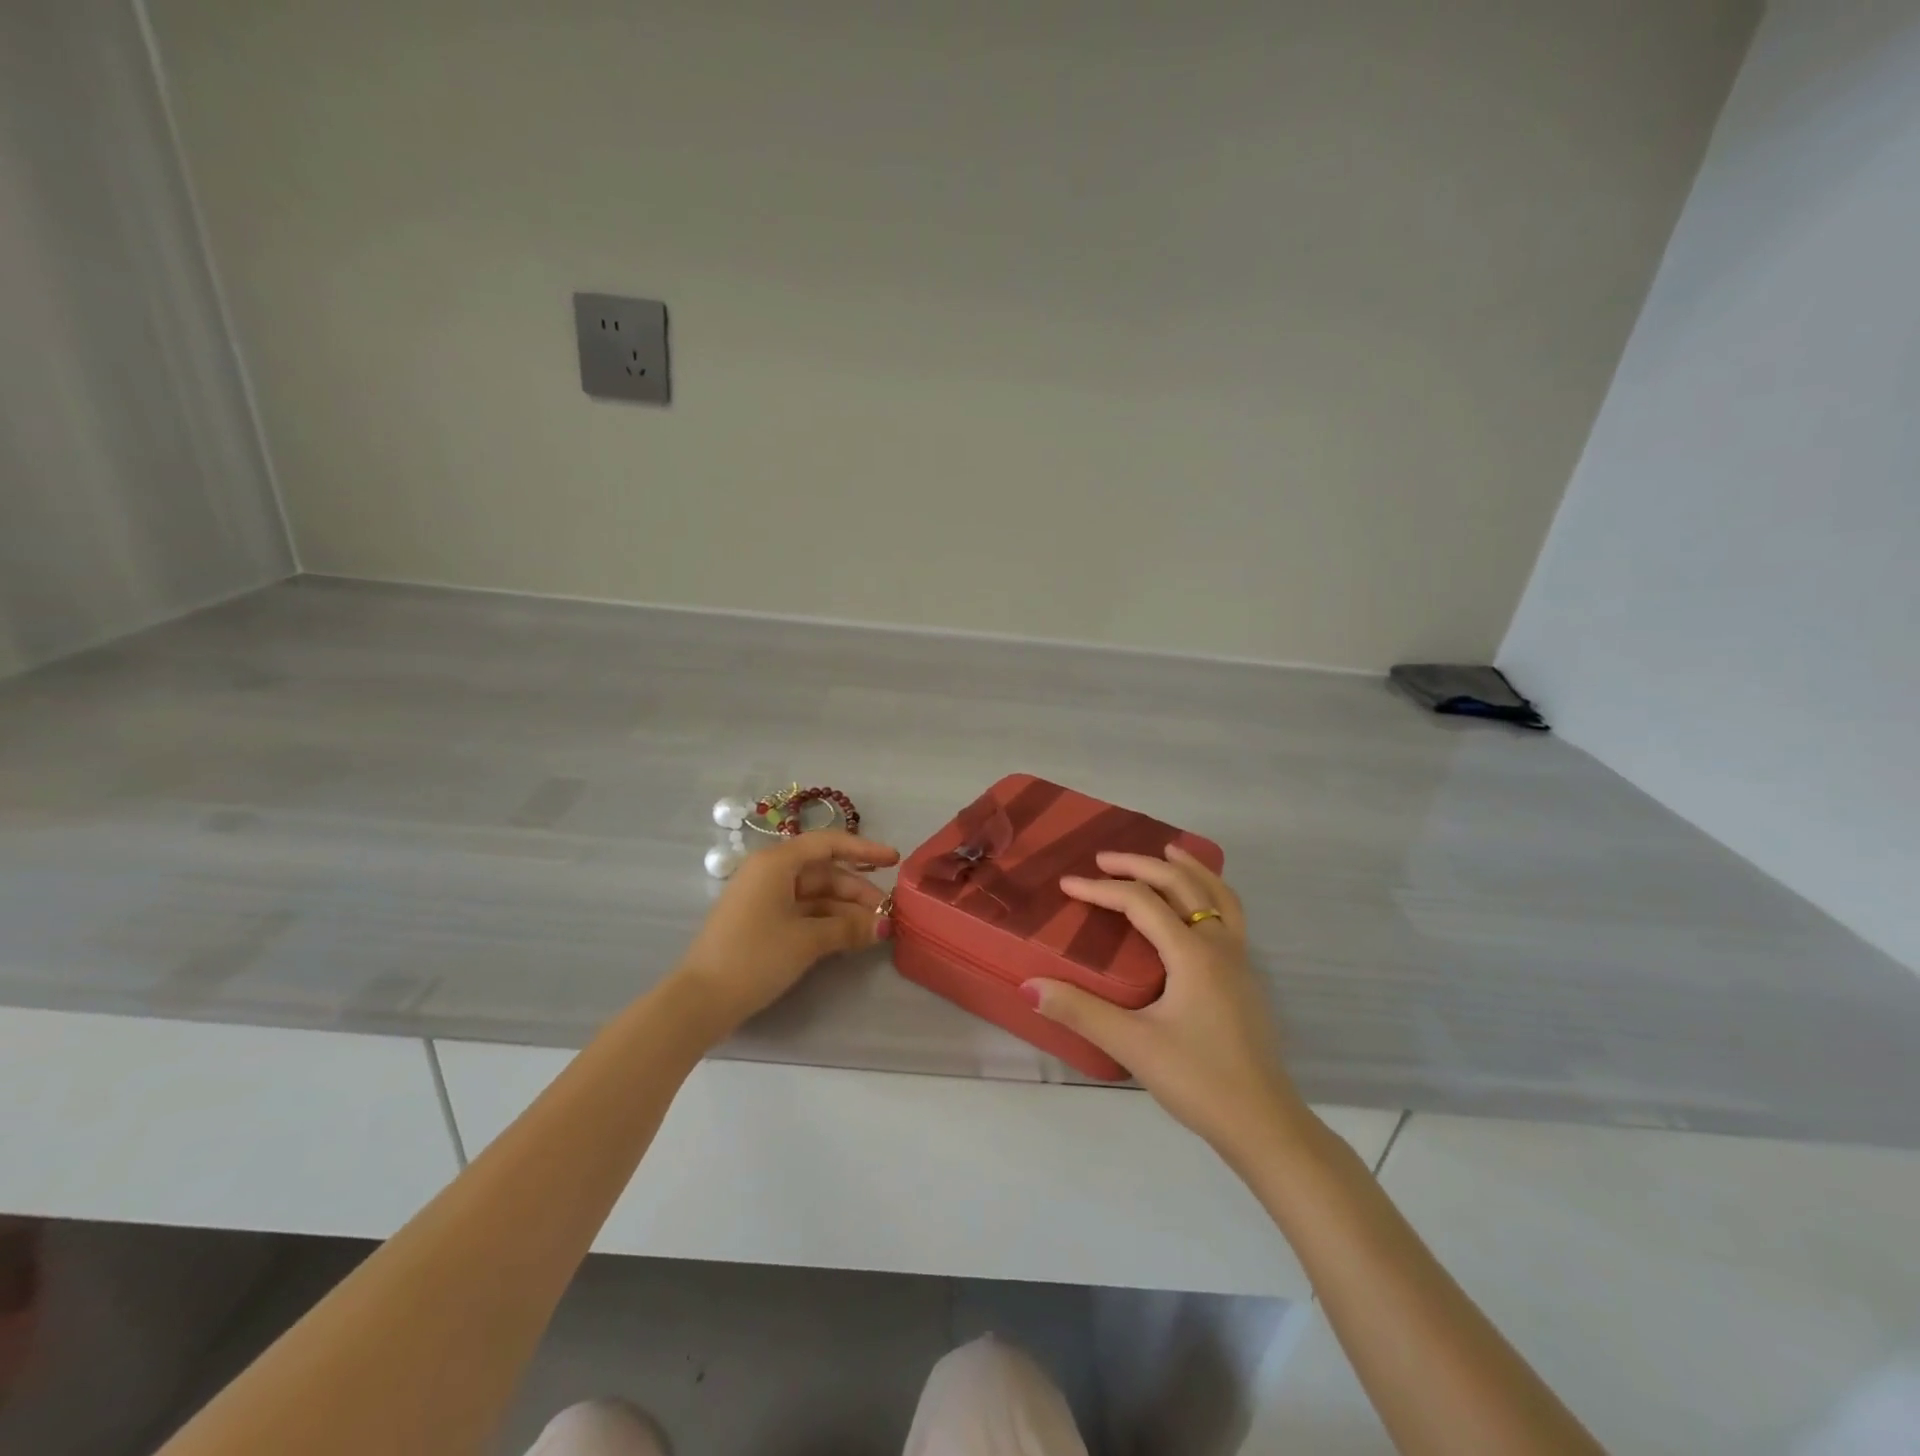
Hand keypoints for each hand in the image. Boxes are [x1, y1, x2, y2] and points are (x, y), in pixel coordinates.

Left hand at [673, 830, 899, 1034]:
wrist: (700, 1001)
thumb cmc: (754, 957)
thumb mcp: (807, 940)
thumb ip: (849, 927)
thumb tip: (884, 925)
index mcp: (776, 863)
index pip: (828, 844)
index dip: (864, 850)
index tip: (895, 860)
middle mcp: (770, 873)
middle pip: (824, 872)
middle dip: (858, 891)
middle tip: (889, 913)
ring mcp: (763, 898)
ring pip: (815, 894)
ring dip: (845, 910)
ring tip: (875, 930)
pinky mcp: (761, 922)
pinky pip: (802, 911)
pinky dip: (827, 921)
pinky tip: (850, 937)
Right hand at [1025, 846, 1309, 1162]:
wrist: (1264, 1124)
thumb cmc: (1198, 1080)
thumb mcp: (1133, 1045)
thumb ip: (1080, 1011)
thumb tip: (1029, 985)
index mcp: (1193, 952)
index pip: (1141, 902)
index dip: (1101, 889)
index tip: (1067, 886)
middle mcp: (1220, 945)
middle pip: (1182, 884)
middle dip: (1141, 865)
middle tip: (1104, 858)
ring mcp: (1240, 960)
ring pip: (1217, 894)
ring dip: (1189, 868)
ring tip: (1168, 851)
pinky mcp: (1246, 979)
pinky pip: (1229, 914)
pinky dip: (1210, 892)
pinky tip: (1197, 908)